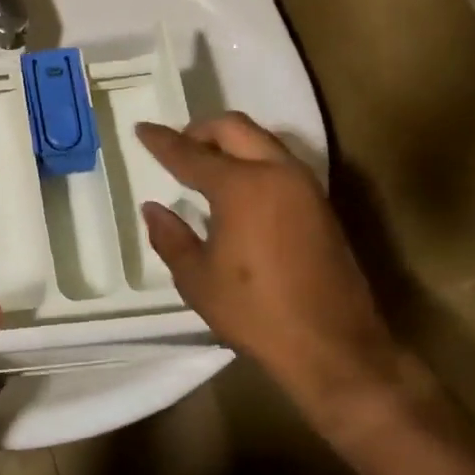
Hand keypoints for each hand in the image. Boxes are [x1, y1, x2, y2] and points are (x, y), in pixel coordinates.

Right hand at [137, 113, 408, 425]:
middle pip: (234, 128)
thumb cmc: (256, 313)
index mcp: (241, 186)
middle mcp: (276, 172)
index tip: (141, 129)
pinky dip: (253, 160)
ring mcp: (304, 186)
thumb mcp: (197, 279)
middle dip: (201, 130)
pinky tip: (239, 188)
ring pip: (262, 140)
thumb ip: (171, 237)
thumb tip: (153, 208)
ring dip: (231, 142)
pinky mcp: (321, 204)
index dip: (161, 141)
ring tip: (206, 164)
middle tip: (178, 145)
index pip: (190, 153)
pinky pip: (280, 162)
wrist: (333, 346)